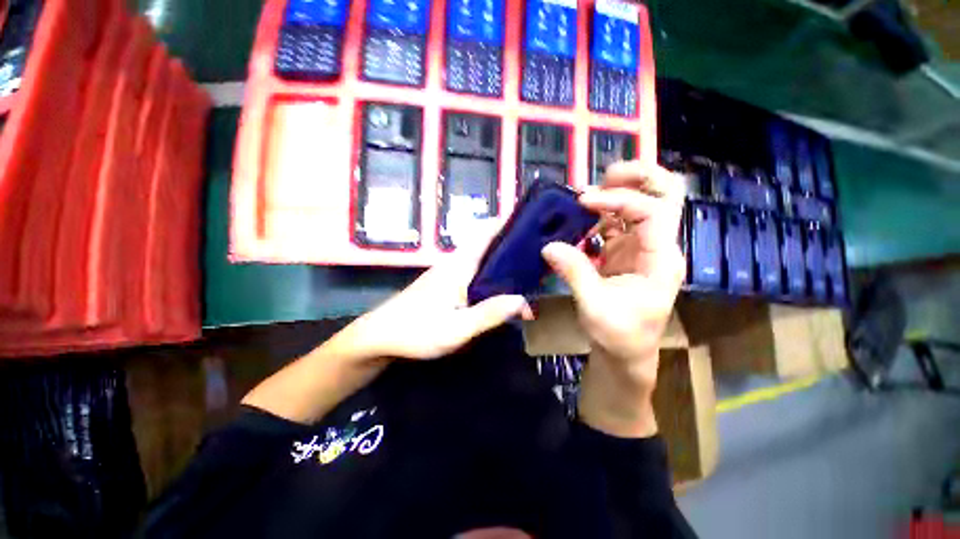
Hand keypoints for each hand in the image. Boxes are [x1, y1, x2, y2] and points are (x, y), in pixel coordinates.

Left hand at [355, 224, 532, 360]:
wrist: (379, 337)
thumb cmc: (416, 331)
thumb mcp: (457, 329)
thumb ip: (489, 314)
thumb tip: (523, 300)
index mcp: (459, 265)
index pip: (485, 233)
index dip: (507, 223)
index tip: (532, 223)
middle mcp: (454, 263)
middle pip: (486, 243)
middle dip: (511, 242)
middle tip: (539, 251)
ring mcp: (448, 273)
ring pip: (481, 257)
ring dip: (502, 258)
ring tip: (528, 267)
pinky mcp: (445, 283)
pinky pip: (474, 270)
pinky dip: (491, 272)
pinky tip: (501, 286)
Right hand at [541, 161, 685, 436]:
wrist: (625, 352)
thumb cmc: (619, 335)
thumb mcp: (594, 307)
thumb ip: (574, 273)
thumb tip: (548, 246)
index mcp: (660, 259)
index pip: (652, 213)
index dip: (619, 200)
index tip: (583, 202)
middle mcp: (656, 246)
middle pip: (665, 195)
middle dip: (639, 178)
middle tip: (605, 176)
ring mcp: (640, 246)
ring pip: (639, 203)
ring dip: (614, 194)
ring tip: (583, 197)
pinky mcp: (623, 251)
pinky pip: (614, 222)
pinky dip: (598, 214)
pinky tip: (578, 219)